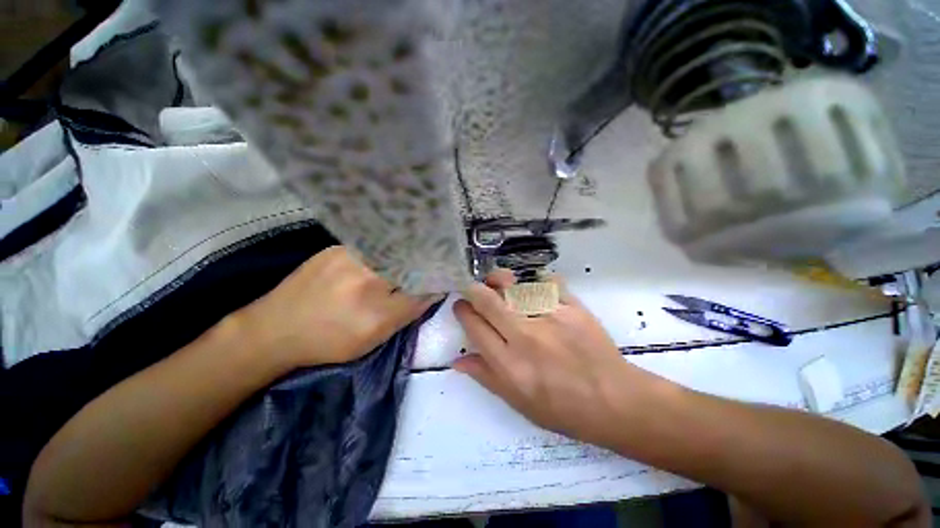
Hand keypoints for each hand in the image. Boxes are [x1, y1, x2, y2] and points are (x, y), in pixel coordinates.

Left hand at [235, 246, 438, 369]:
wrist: (273, 329)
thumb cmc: (328, 339)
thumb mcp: (375, 335)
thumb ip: (410, 310)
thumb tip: (436, 288)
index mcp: (376, 295)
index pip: (422, 278)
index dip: (437, 274)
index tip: (445, 274)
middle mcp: (365, 266)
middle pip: (410, 257)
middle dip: (424, 260)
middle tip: (432, 264)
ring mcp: (349, 251)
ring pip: (393, 248)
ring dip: (406, 254)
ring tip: (409, 261)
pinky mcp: (337, 247)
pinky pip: (374, 245)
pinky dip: (387, 250)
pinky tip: (385, 258)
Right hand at [453, 270, 658, 446]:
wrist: (613, 400)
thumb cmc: (562, 408)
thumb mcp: (518, 402)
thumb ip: (486, 377)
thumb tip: (458, 361)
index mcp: (509, 364)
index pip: (474, 327)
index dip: (462, 311)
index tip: (461, 305)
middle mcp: (525, 337)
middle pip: (488, 301)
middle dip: (473, 289)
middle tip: (473, 288)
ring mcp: (550, 318)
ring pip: (514, 285)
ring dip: (500, 280)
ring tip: (498, 282)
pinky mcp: (572, 307)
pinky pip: (547, 282)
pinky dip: (536, 281)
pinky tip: (534, 287)